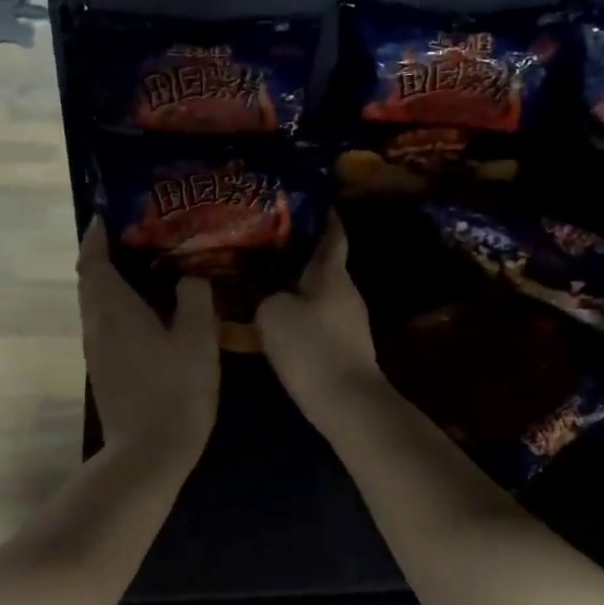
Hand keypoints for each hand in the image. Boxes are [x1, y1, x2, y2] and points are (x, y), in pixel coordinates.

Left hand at [79, 219, 218, 464]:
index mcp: (115, 310)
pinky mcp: (104, 369)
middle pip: (90, 280)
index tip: (107, 214)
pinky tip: (148, 310)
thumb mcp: (198, 339)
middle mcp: (97, 324)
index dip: (96, 235)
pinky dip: (117, 305)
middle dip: (104, 254)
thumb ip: (196, 298)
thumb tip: (190, 276)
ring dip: (111, 280)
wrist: (148, 453)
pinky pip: (105, 322)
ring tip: (146, 267)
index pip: (93, 260)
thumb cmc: (175, 391)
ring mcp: (97, 350)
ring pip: (95, 303)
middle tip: (137, 236)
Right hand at [256, 216, 380, 422]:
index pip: (331, 232)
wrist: (346, 404)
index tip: (303, 200)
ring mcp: (347, 321)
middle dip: (292, 254)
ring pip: (313, 293)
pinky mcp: (342, 347)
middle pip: (318, 263)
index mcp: (333, 274)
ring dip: (290, 287)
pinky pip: (313, 320)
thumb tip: (263, 293)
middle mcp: (345, 292)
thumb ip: (264, 295)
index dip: (320, 214)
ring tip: (257, 282)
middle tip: (259, 244)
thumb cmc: (312, 348)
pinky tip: (269, 322)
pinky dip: (294, 315)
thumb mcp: (273, 314)